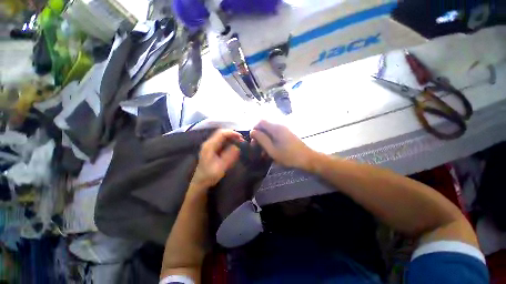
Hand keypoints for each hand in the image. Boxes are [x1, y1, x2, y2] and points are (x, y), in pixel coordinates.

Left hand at [190, 129, 242, 191]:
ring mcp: (209, 145)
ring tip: (239, 142)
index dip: (232, 133)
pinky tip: (233, 146)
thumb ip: (229, 156)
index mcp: (209, 146)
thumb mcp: (221, 167)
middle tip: (241, 140)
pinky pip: (221, 141)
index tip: (241, 138)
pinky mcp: (211, 149)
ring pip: (221, 137)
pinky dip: (228, 141)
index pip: (221, 133)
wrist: (200, 182)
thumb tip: (237, 146)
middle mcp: (208, 143)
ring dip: (231, 138)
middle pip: (221, 133)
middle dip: (232, 135)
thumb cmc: (210, 175)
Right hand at [250, 120, 314, 169]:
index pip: (260, 121)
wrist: (307, 158)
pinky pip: (275, 135)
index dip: (254, 129)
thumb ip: (261, 139)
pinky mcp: (287, 134)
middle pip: (265, 126)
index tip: (253, 140)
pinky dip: (270, 142)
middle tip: (257, 148)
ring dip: (264, 140)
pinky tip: (271, 151)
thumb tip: (252, 131)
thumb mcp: (272, 149)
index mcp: (276, 128)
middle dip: (259, 136)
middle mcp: (280, 126)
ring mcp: (284, 130)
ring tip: (263, 152)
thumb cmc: (288, 155)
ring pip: (269, 132)